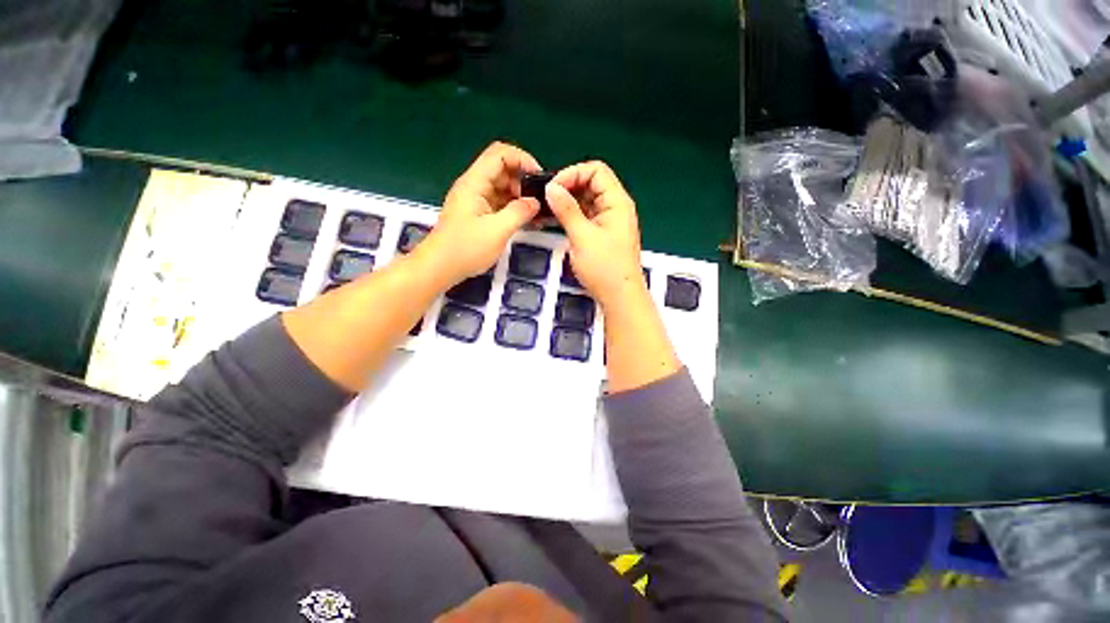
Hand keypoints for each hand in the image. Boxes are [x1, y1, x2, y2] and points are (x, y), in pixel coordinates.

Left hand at [421, 142, 541, 286]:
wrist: (439, 268)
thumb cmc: (466, 248)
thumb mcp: (497, 231)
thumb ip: (519, 213)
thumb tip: (535, 202)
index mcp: (475, 183)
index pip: (500, 154)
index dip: (522, 159)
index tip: (539, 178)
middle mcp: (474, 186)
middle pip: (502, 169)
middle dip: (523, 181)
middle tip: (538, 201)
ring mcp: (475, 200)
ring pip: (502, 187)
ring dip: (520, 196)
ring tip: (536, 214)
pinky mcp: (478, 214)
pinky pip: (499, 203)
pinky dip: (513, 208)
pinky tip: (526, 221)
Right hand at [545, 161, 645, 309]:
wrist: (619, 297)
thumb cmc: (604, 268)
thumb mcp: (582, 237)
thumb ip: (567, 210)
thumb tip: (551, 187)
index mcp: (617, 202)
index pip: (596, 171)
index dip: (573, 174)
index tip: (553, 188)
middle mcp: (615, 207)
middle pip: (592, 183)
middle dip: (569, 187)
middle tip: (547, 199)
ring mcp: (609, 222)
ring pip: (588, 201)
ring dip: (569, 202)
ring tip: (548, 209)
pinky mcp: (603, 234)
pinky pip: (587, 216)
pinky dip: (573, 215)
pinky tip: (557, 220)